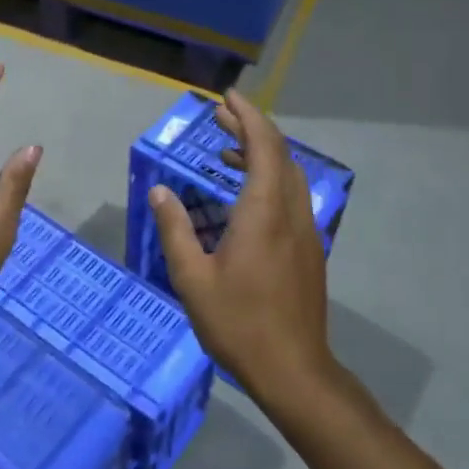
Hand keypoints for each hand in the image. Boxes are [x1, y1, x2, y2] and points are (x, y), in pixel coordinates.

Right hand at [148, 90, 332, 402]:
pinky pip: (292, 196)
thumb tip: (159, 191)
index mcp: (264, 212)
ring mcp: (305, 232)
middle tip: (220, 115)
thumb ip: (175, 229)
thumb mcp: (193, 278)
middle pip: (279, 154)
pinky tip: (246, 195)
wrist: (294, 371)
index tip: (227, 97)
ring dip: (261, 153)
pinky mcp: (308, 249)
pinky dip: (269, 178)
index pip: (263, 146)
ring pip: (288, 175)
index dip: (247, 116)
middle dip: (251, 128)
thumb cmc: (239, 323)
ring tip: (227, 150)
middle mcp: (291, 213)